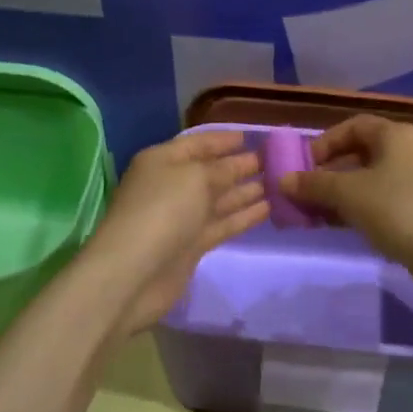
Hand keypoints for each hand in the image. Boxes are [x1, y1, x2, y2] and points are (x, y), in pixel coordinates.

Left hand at [79, 130, 266, 335]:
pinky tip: (268, 208)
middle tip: (274, 161)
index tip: (251, 137)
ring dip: (246, 190)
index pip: (197, 143)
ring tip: (278, 183)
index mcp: (162, 161)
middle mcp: (170, 185)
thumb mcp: (196, 178)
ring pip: (218, 199)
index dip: (223, 140)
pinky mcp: (191, 245)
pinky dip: (243, 216)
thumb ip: (223, 168)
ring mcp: (181, 218)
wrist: (134, 274)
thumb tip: (241, 163)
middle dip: (239, 165)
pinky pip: (222, 224)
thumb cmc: (163, 210)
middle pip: (210, 171)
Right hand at [281, 115, 412, 264]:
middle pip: (362, 152)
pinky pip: (386, 198)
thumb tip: (283, 180)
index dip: (325, 143)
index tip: (304, 166)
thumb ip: (313, 184)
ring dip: (343, 193)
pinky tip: (344, 226)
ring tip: (318, 213)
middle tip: (307, 192)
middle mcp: (411, 149)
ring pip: (372, 179)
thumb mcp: (347, 194)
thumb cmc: (396, 209)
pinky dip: (362, 207)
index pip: (353, 126)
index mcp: (396, 134)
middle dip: (330, 172)